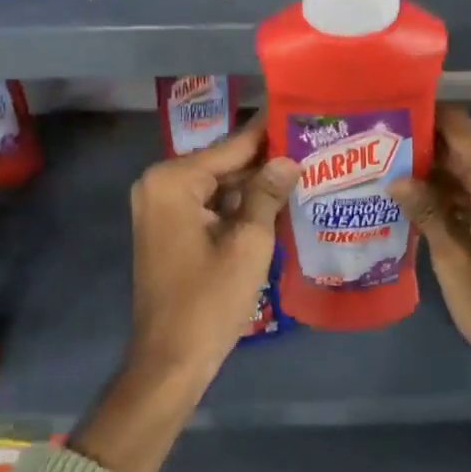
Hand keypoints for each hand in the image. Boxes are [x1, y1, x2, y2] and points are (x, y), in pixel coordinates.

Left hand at [128, 116, 299, 383]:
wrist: (170, 361)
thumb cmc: (209, 301)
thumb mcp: (249, 243)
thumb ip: (268, 193)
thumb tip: (289, 159)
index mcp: (173, 180)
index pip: (232, 146)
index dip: (269, 132)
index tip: (299, 110)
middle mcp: (159, 184)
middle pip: (223, 164)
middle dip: (264, 160)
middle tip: (310, 145)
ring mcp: (160, 208)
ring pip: (218, 185)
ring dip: (254, 185)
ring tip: (303, 169)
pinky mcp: (167, 229)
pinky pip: (208, 205)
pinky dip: (238, 206)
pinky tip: (276, 202)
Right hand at [392, 107, 470, 471]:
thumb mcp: (456, 265)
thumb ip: (428, 214)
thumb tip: (397, 177)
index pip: (460, 128)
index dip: (425, 116)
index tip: (386, 116)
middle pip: (465, 149)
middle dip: (422, 148)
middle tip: (374, 151)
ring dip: (435, 175)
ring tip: (385, 176)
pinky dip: (453, 198)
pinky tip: (417, 207)